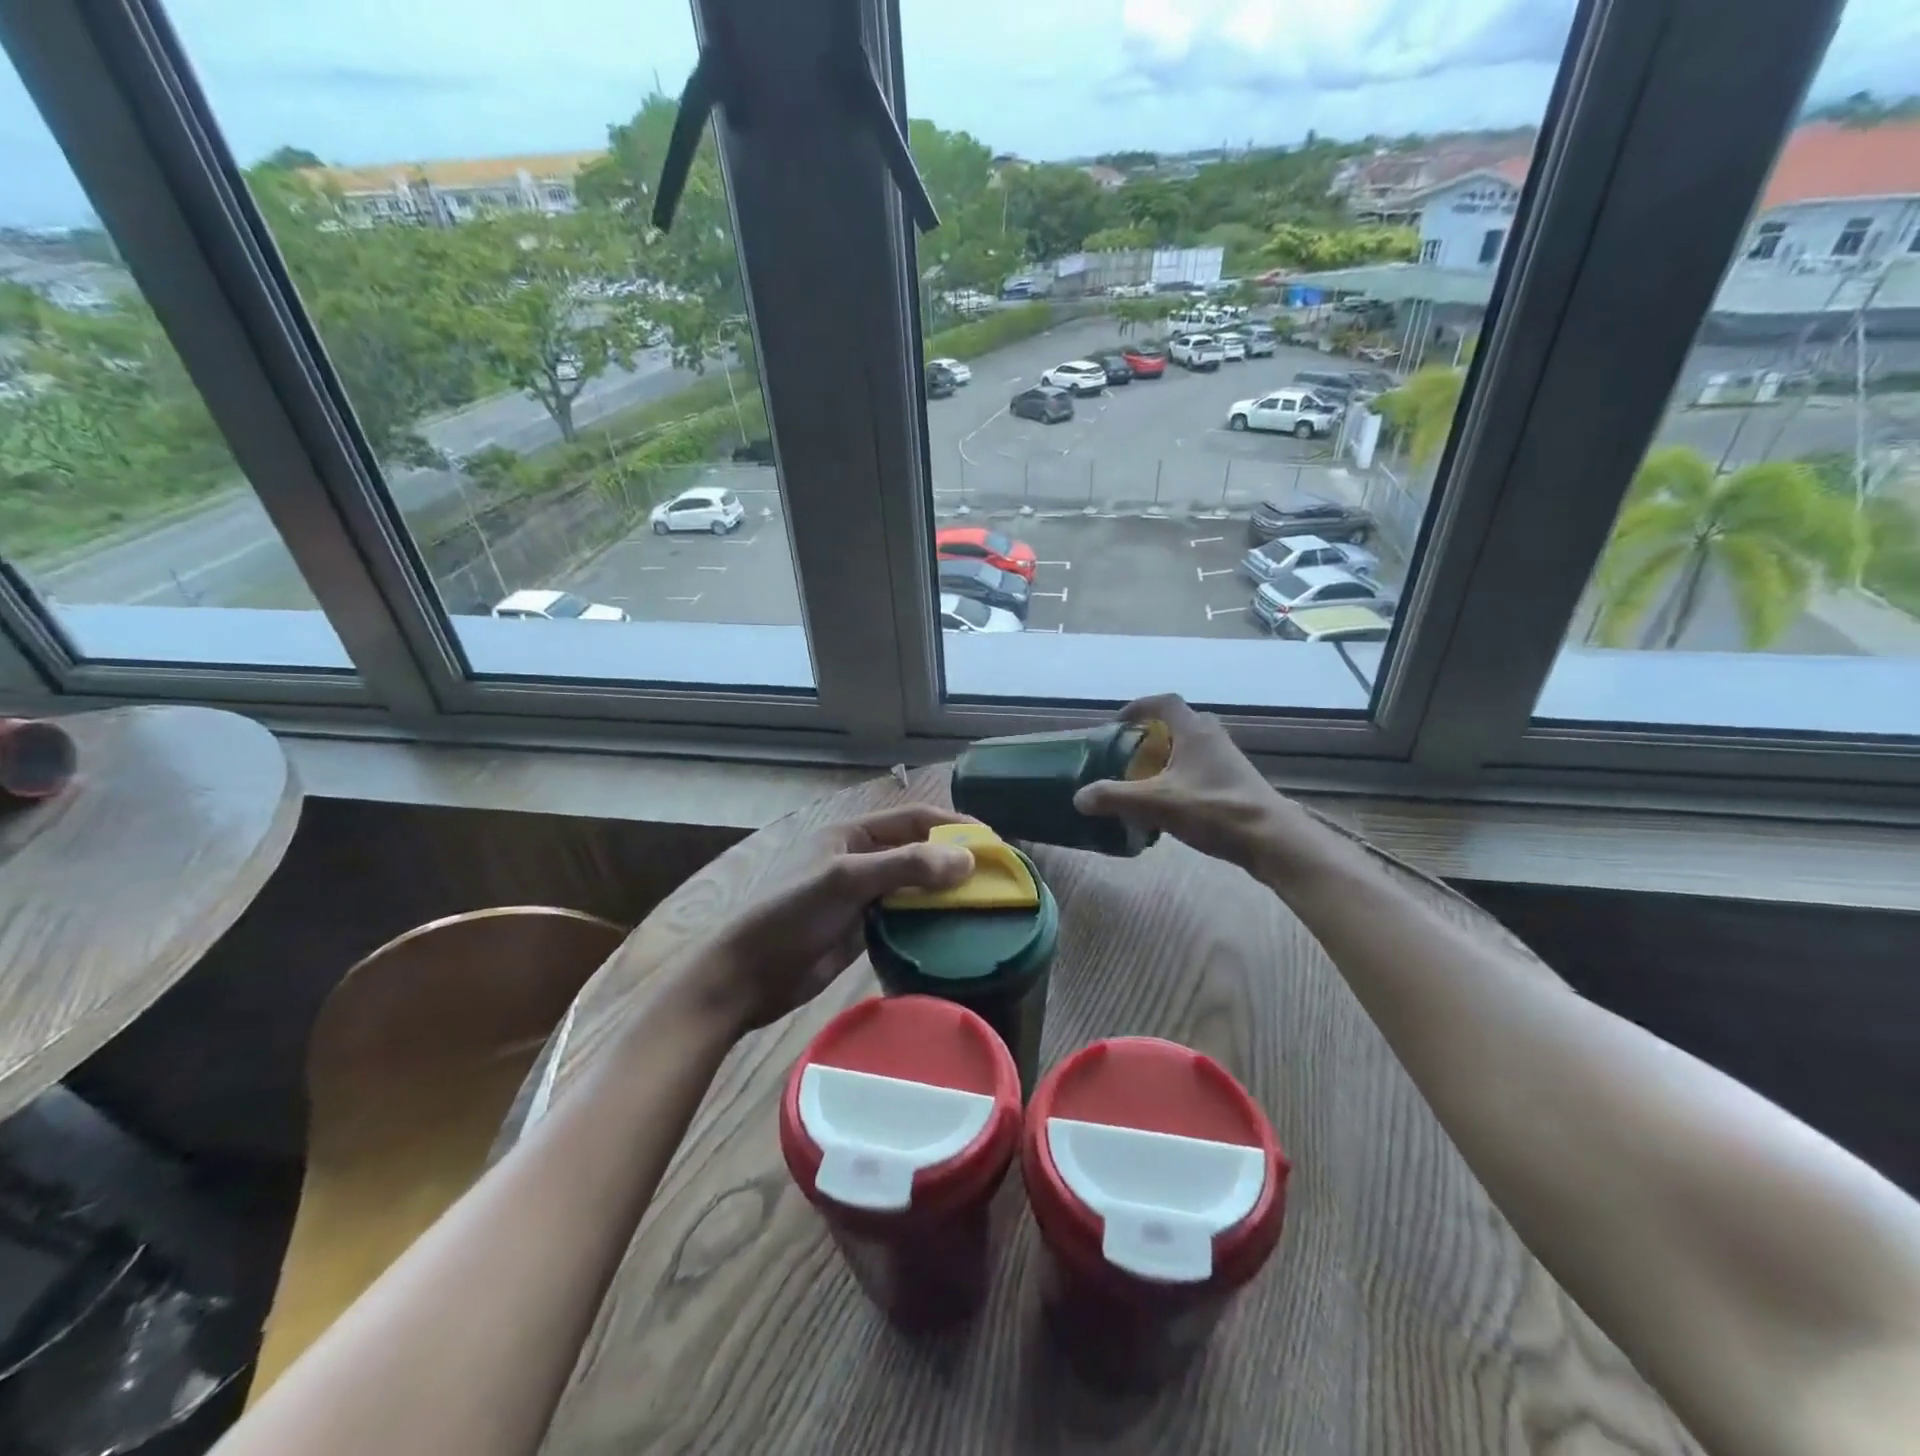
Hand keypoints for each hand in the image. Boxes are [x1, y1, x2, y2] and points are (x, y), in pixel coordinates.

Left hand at [672, 804, 976, 1036]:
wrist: (747, 974)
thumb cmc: (791, 913)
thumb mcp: (846, 880)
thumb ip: (905, 866)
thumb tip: (968, 859)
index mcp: (852, 833)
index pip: (914, 819)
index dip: (954, 826)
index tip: (993, 843)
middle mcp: (859, 857)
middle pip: (917, 851)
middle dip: (954, 860)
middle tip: (996, 878)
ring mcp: (861, 895)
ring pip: (913, 885)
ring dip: (944, 892)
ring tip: (985, 904)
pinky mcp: (861, 928)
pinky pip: (904, 916)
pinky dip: (928, 919)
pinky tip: (953, 930)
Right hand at [1073, 695, 1293, 869]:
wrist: (1271, 840)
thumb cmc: (1214, 809)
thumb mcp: (1157, 804)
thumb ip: (1114, 797)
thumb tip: (1078, 797)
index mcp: (1195, 731)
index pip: (1164, 703)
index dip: (1139, 707)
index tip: (1118, 723)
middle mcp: (1213, 738)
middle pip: (1179, 724)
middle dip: (1152, 735)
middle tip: (1129, 753)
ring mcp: (1228, 761)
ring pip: (1191, 748)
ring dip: (1167, 757)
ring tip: (1145, 780)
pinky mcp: (1236, 783)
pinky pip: (1201, 769)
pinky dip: (1181, 777)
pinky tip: (1171, 804)